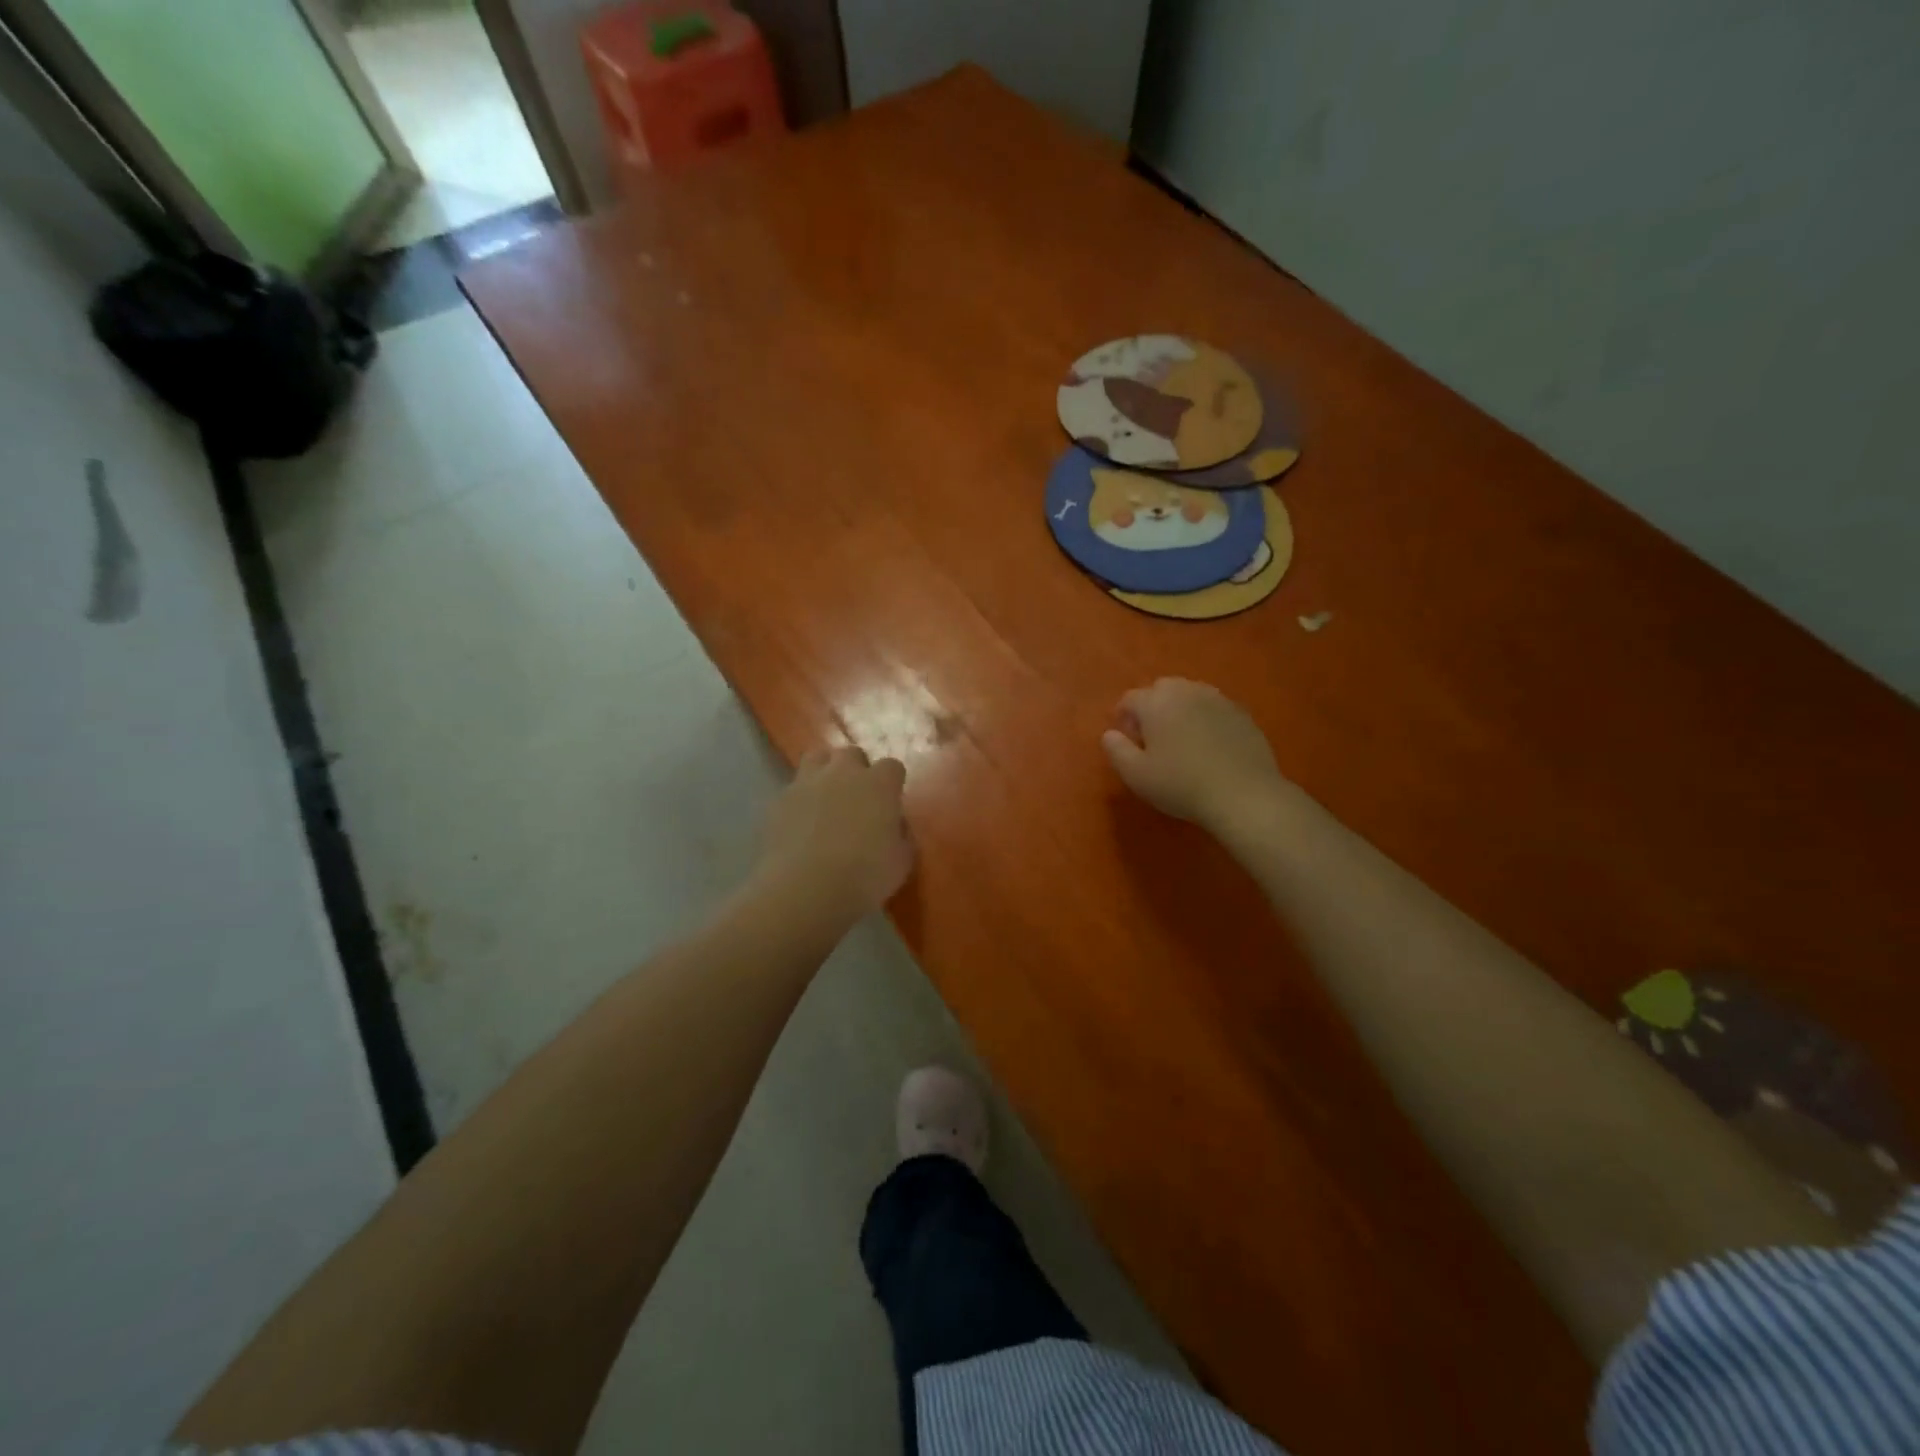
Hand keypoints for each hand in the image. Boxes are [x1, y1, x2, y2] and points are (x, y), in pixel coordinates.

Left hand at [757, 746, 912, 919]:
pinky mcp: (779, 800)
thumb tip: (893, 826)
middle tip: (857, 798)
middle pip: (851, 754)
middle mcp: (843, 773)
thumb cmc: (864, 876)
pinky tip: (800, 824)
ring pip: (816, 758)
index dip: (892, 783)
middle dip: (856, 770)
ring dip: (824, 772)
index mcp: (879, 784)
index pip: (892, 767)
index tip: (890, 803)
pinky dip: (799, 800)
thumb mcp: (901, 862)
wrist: (804, 889)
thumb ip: (900, 836)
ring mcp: (807, 783)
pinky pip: (793, 789)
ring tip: (826, 798)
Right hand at [1102, 678, 1289, 837]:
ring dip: (1180, 710)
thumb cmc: (1181, 785)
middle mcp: (1186, 691)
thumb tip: (1110, 734)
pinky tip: (1209, 745)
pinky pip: (1214, 708)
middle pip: (1161, 689)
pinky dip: (1205, 719)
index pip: (1130, 698)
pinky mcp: (1242, 713)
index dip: (1123, 717)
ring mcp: (1218, 699)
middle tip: (1153, 738)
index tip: (1128, 741)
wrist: (1243, 794)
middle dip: (1152, 708)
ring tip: (1181, 740)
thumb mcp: (1136, 775)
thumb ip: (1116, 750)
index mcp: (1156, 702)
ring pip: (1190, 695)